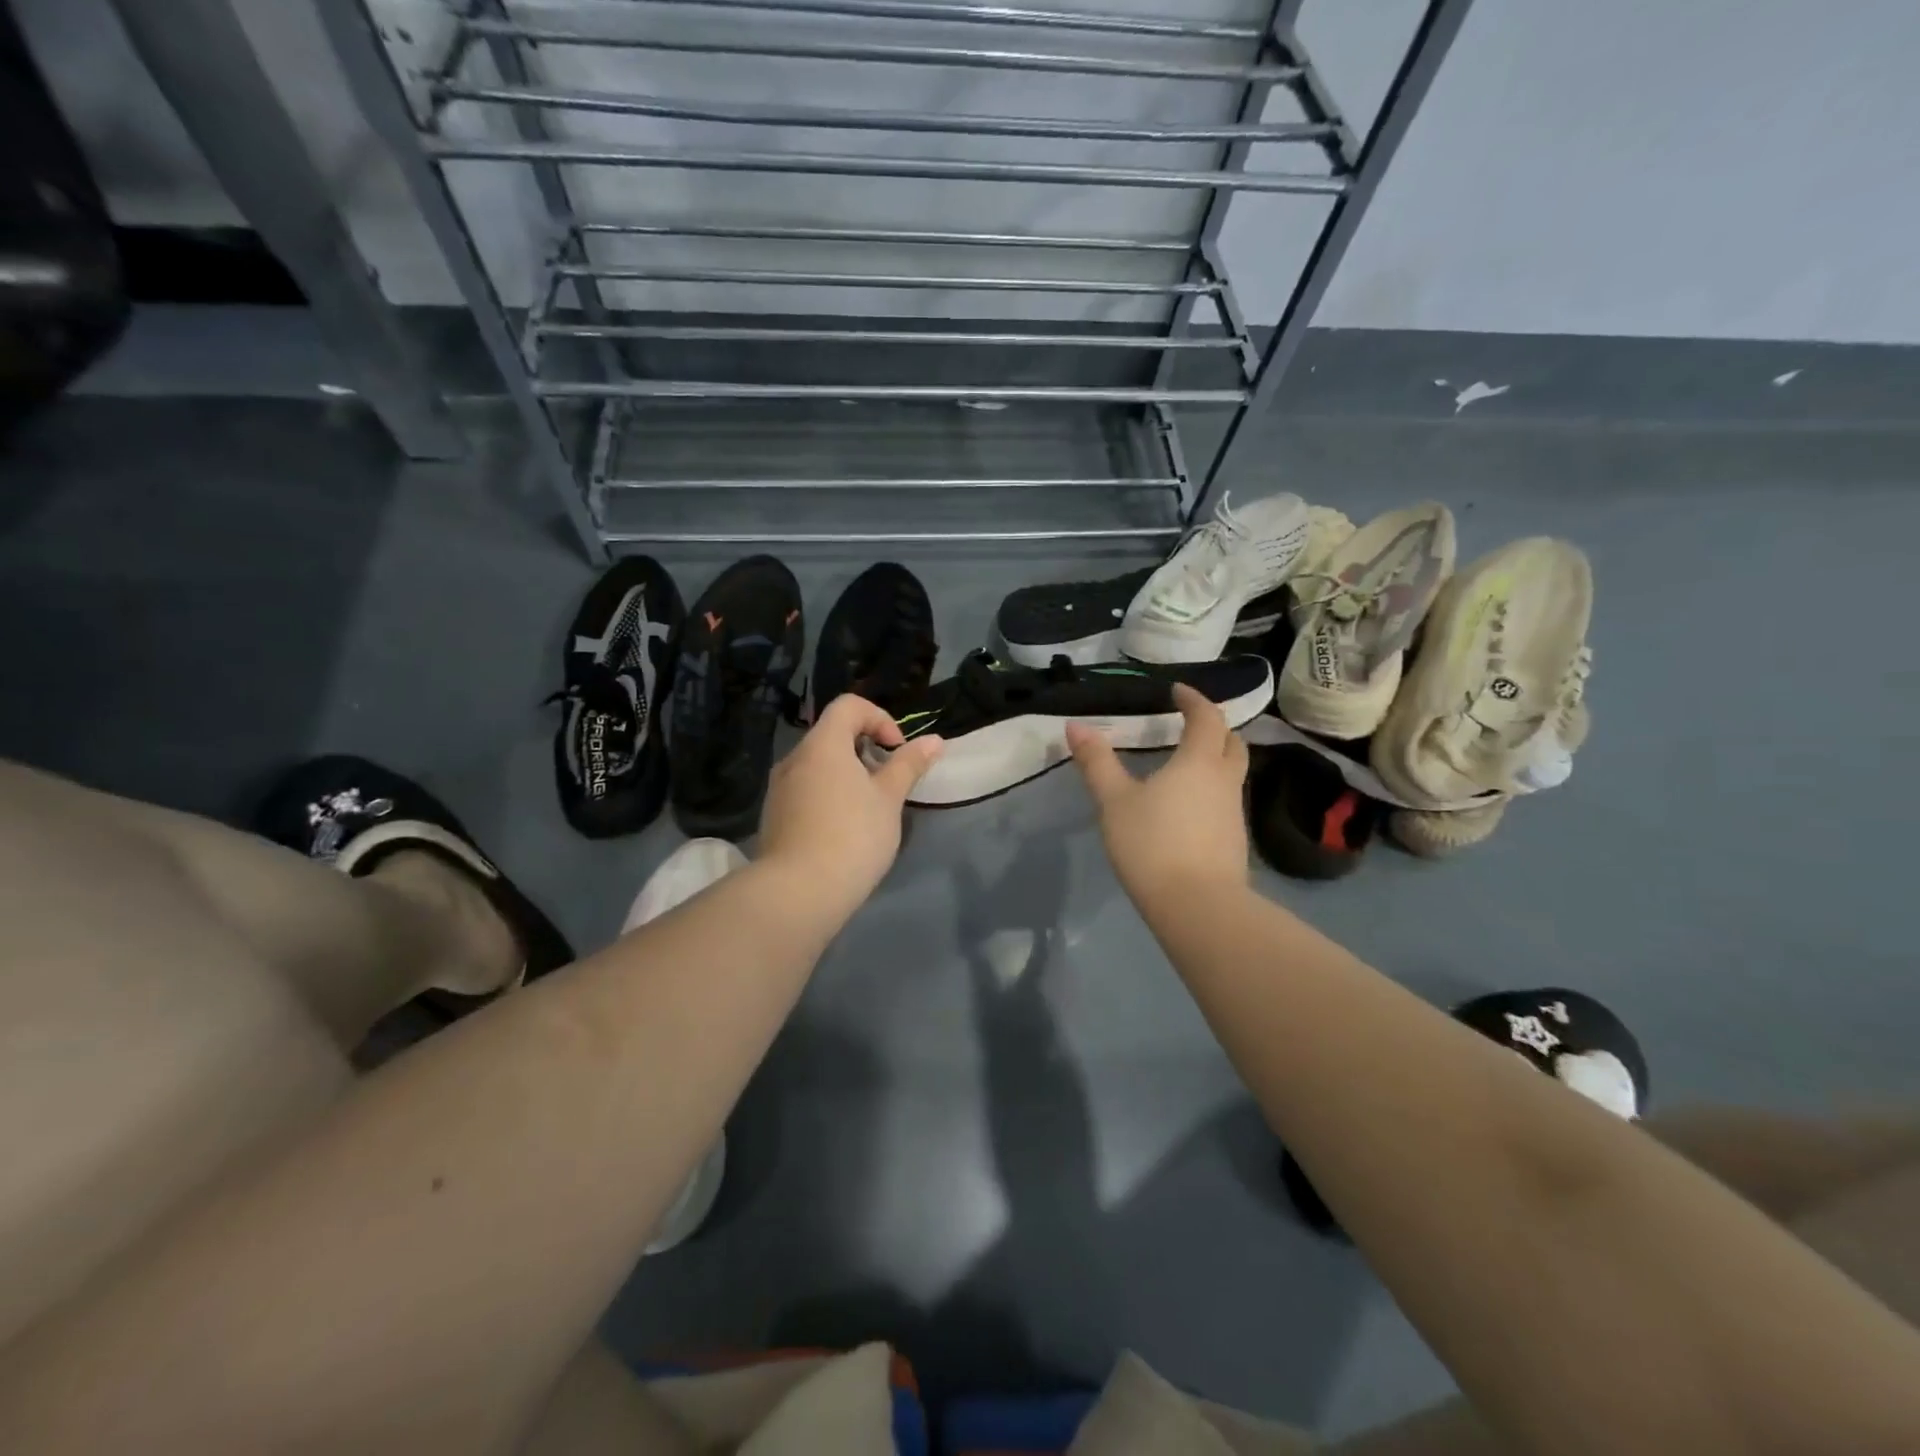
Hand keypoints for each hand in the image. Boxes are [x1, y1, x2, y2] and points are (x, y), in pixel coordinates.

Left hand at [757, 694, 942, 925]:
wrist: (798, 892)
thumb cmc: (853, 835)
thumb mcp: (889, 799)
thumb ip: (909, 765)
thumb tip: (934, 740)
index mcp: (822, 745)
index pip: (849, 706)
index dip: (879, 718)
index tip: (897, 751)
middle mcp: (794, 758)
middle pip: (832, 735)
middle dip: (865, 750)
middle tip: (887, 782)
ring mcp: (779, 788)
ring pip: (818, 766)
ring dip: (847, 775)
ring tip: (868, 809)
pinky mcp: (774, 816)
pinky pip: (806, 790)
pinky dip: (829, 795)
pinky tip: (843, 830)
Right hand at [1066, 685, 1249, 911]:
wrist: (1197, 907)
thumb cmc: (1153, 844)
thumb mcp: (1114, 801)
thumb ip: (1097, 762)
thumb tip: (1075, 725)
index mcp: (1199, 762)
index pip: (1207, 717)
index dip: (1194, 699)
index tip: (1178, 691)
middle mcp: (1224, 781)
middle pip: (1232, 743)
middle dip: (1214, 727)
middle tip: (1191, 724)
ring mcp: (1234, 813)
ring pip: (1232, 774)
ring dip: (1214, 760)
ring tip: (1184, 764)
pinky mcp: (1233, 842)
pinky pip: (1226, 801)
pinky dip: (1211, 790)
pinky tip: (1187, 807)